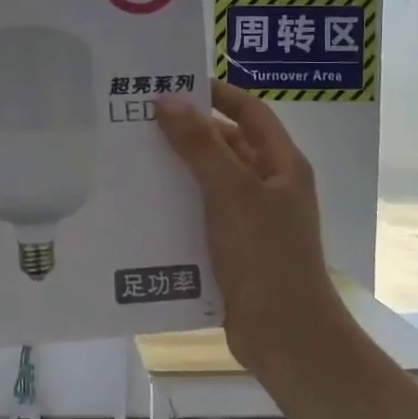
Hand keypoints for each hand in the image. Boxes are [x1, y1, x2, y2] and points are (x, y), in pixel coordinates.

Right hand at [154, 80, 346, 374]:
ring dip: (179, 170)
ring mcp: (253, 220)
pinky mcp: (234, 249)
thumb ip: (200, 145)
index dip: (217, 93)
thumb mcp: (231, 192)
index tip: (174, 83)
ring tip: (132, 158)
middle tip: (139, 121)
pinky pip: (203, 215)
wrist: (285, 336)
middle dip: (189, 132)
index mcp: (282, 165)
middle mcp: (270, 187)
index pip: (250, 111)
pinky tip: (144, 206)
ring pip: (212, 182)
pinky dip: (179, 206)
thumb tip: (167, 100)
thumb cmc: (265, 256)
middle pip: (228, 145)